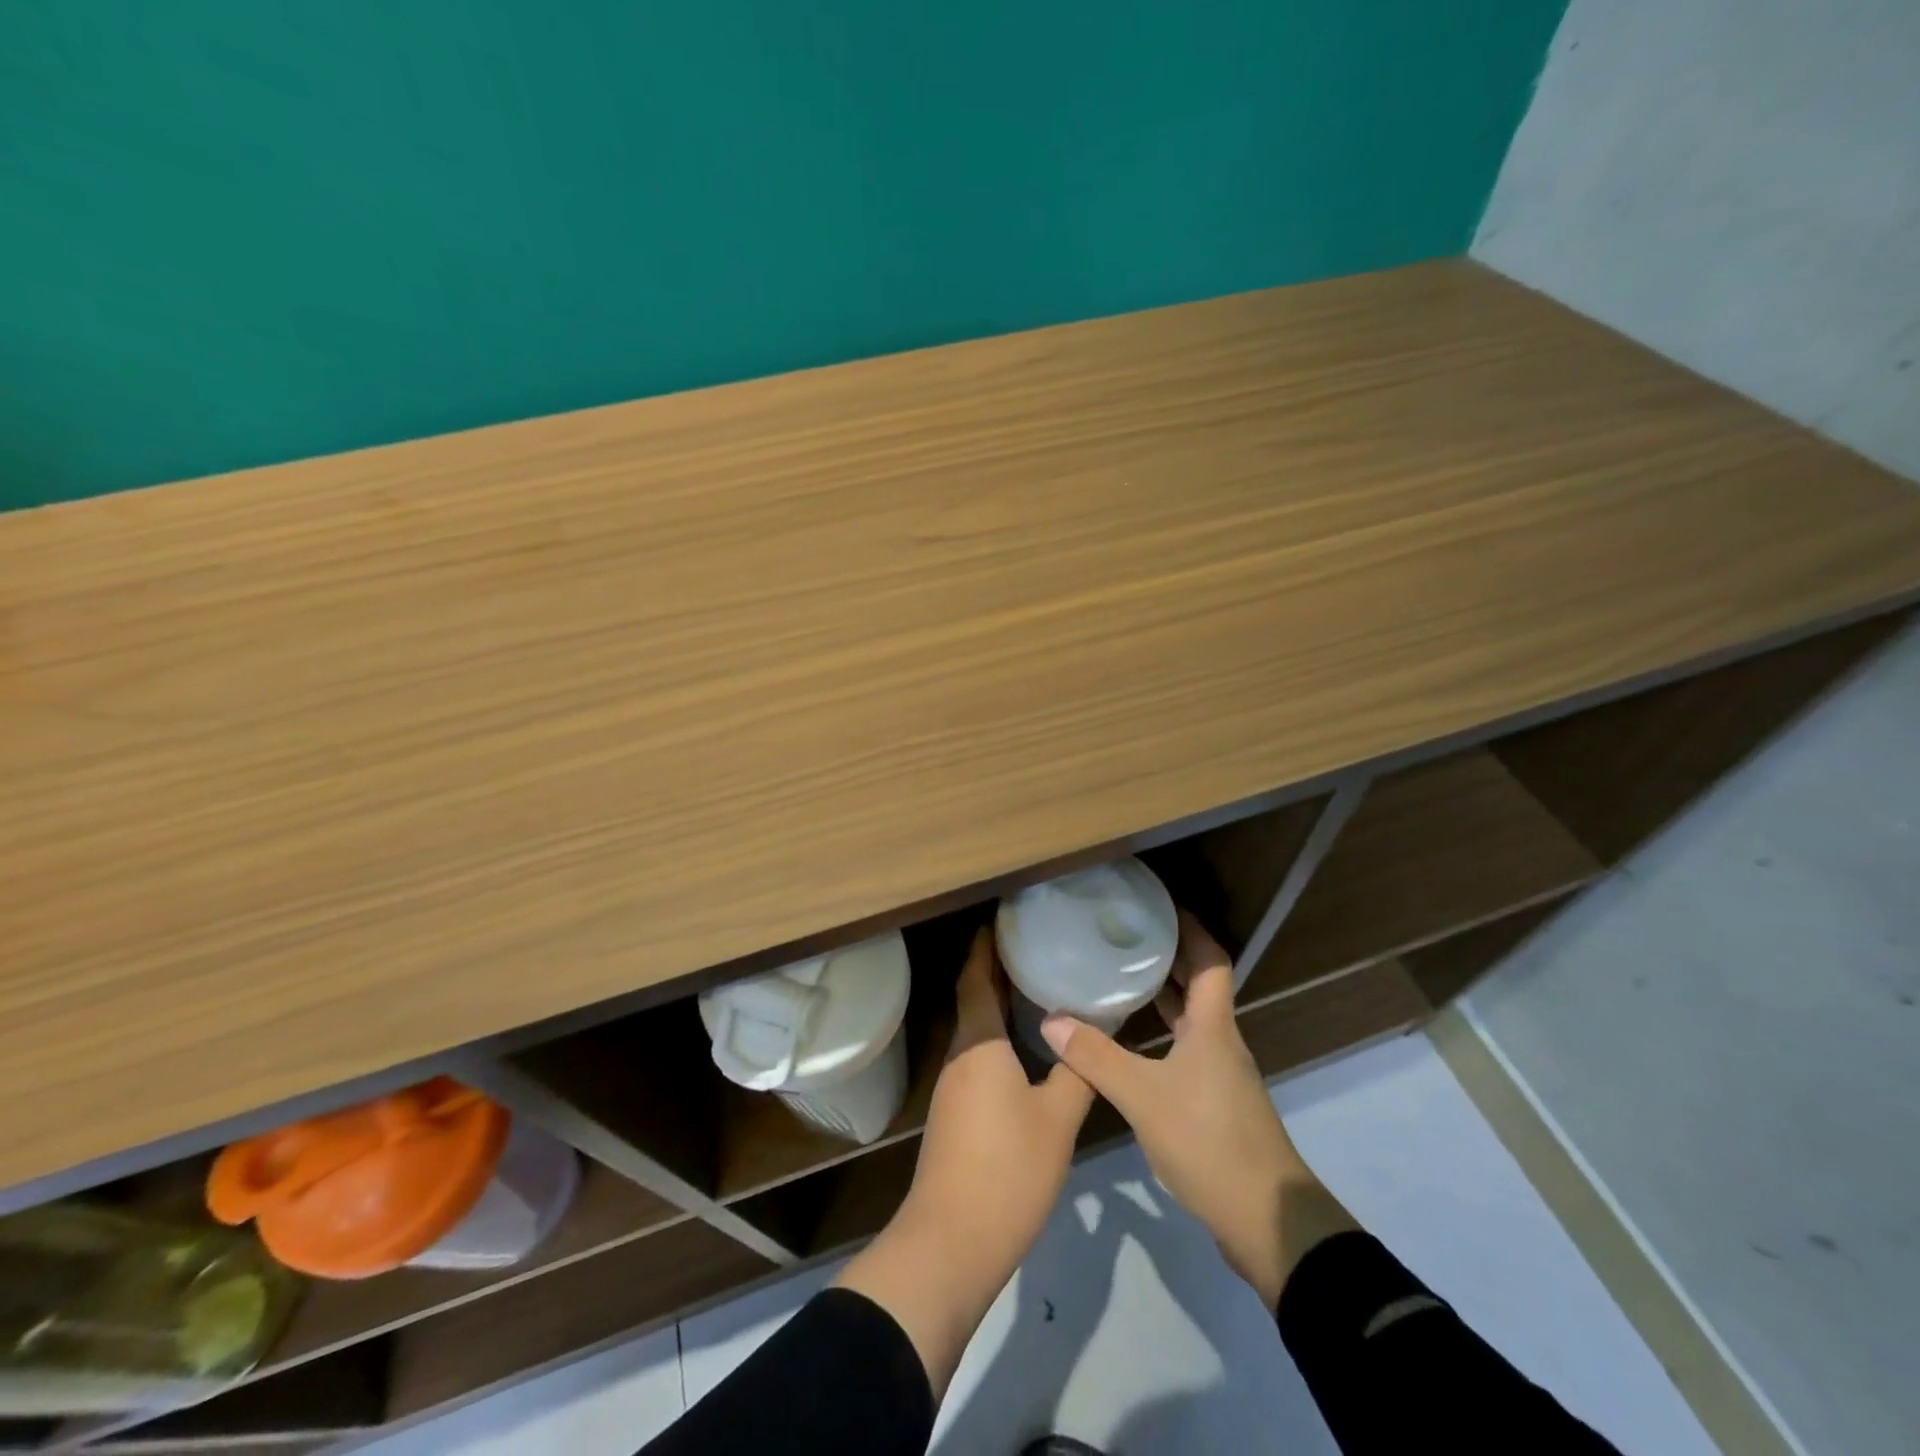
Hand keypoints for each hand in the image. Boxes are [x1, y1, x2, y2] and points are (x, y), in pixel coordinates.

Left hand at [836, 927, 1093, 1393]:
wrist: (952, 1241)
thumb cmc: (1007, 1169)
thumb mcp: (1057, 1119)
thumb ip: (1077, 1072)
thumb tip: (1094, 1032)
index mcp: (979, 1043)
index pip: (976, 978)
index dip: (986, 946)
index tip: (1004, 919)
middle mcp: (960, 1055)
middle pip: (974, 998)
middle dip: (997, 969)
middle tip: (1034, 945)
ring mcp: (953, 1086)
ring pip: (976, 1029)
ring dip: (998, 1004)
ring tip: (1037, 987)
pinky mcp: (956, 1113)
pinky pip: (977, 1056)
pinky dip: (998, 1037)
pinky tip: (1026, 1048)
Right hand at [1040, 911, 1355, 1309]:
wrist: (1267, 1222)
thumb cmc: (1210, 1142)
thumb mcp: (1144, 1097)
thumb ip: (1096, 1058)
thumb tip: (1051, 1019)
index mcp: (1213, 1027)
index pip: (1210, 960)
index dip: (1190, 929)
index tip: (1160, 907)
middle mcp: (1220, 1042)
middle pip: (1199, 986)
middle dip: (1167, 958)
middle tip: (1124, 937)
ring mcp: (1220, 1075)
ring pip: (1191, 1020)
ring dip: (1162, 997)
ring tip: (1119, 979)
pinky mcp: (1215, 1104)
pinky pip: (1184, 1050)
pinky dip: (1159, 1034)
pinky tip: (1128, 1044)